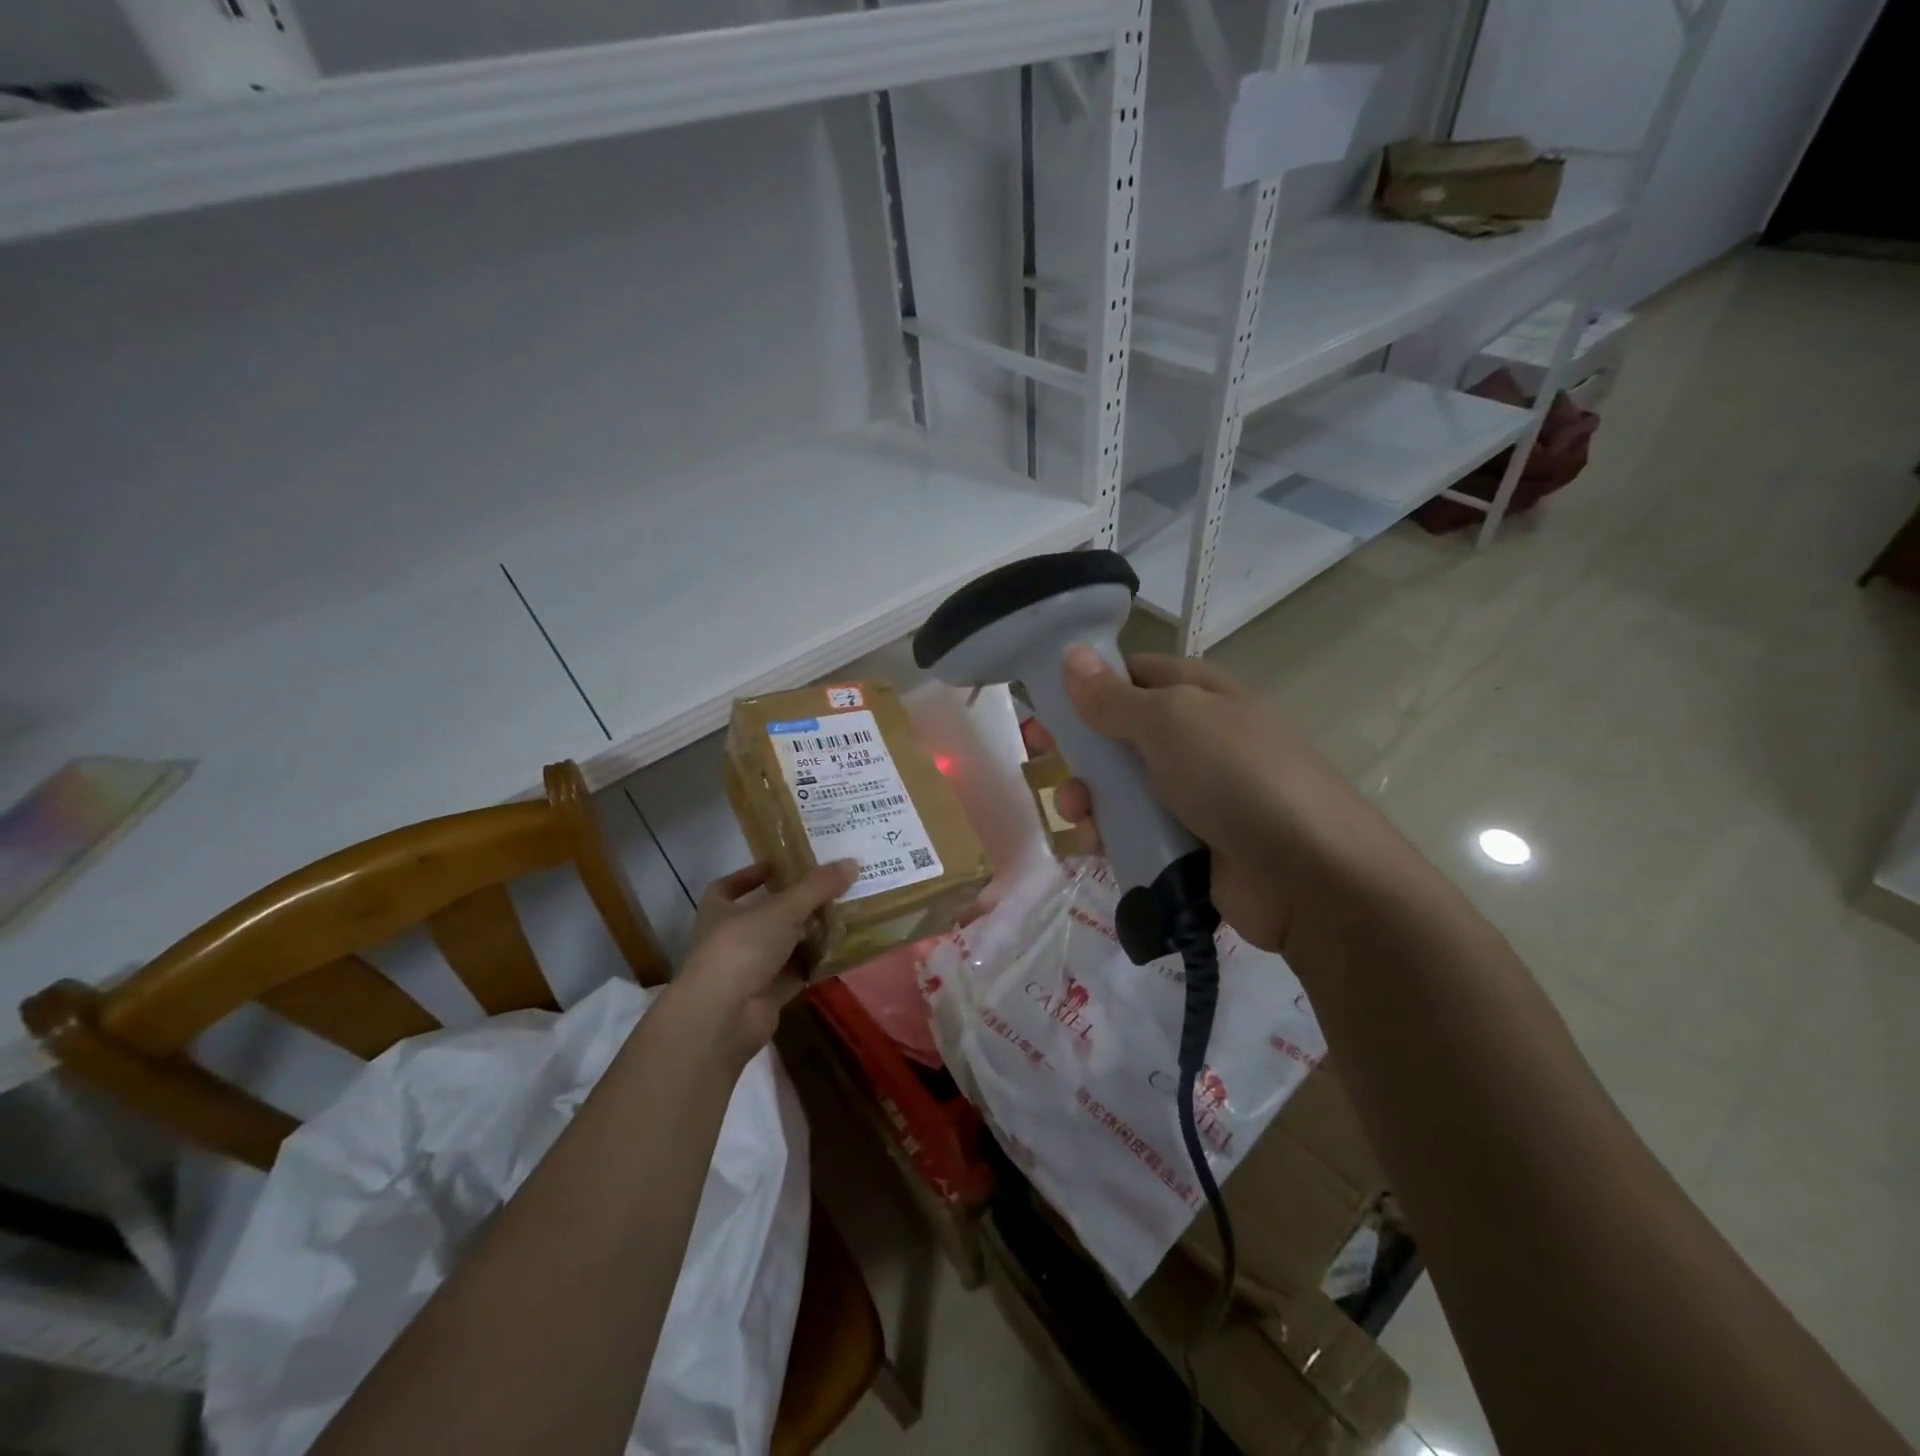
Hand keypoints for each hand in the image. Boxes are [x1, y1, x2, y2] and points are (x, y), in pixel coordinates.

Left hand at [675, 859, 858, 1060]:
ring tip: (844, 915)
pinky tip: (842, 951)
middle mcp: (730, 938)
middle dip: (796, 904)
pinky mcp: (767, 995)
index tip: (781, 866)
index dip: (752, 875)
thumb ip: (818, 886)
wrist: (724, 1016)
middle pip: (766, 915)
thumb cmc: (742, 947)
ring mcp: (748, 969)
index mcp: (719, 911)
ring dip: (810, 934)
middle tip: (830, 888)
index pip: (730, 886)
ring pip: (784, 945)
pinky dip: (816, 963)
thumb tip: (853, 862)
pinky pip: (797, 972)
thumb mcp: (783, 908)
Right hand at [1028, 648, 1373, 954]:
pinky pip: (1134, 833)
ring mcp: (1191, 795)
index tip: (1041, 704)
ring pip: (1119, 789)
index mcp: (1195, 695)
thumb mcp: (1170, 722)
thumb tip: (1072, 656)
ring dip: (1088, 798)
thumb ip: (1113, 697)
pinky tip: (1092, 847)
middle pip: (1117, 735)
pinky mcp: (1187, 845)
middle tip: (1036, 760)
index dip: (1084, 685)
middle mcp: (1192, 740)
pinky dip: (1108, 837)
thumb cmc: (1236, 777)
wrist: (1309, 875)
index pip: (1130, 675)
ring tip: (1076, 814)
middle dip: (1077, 749)